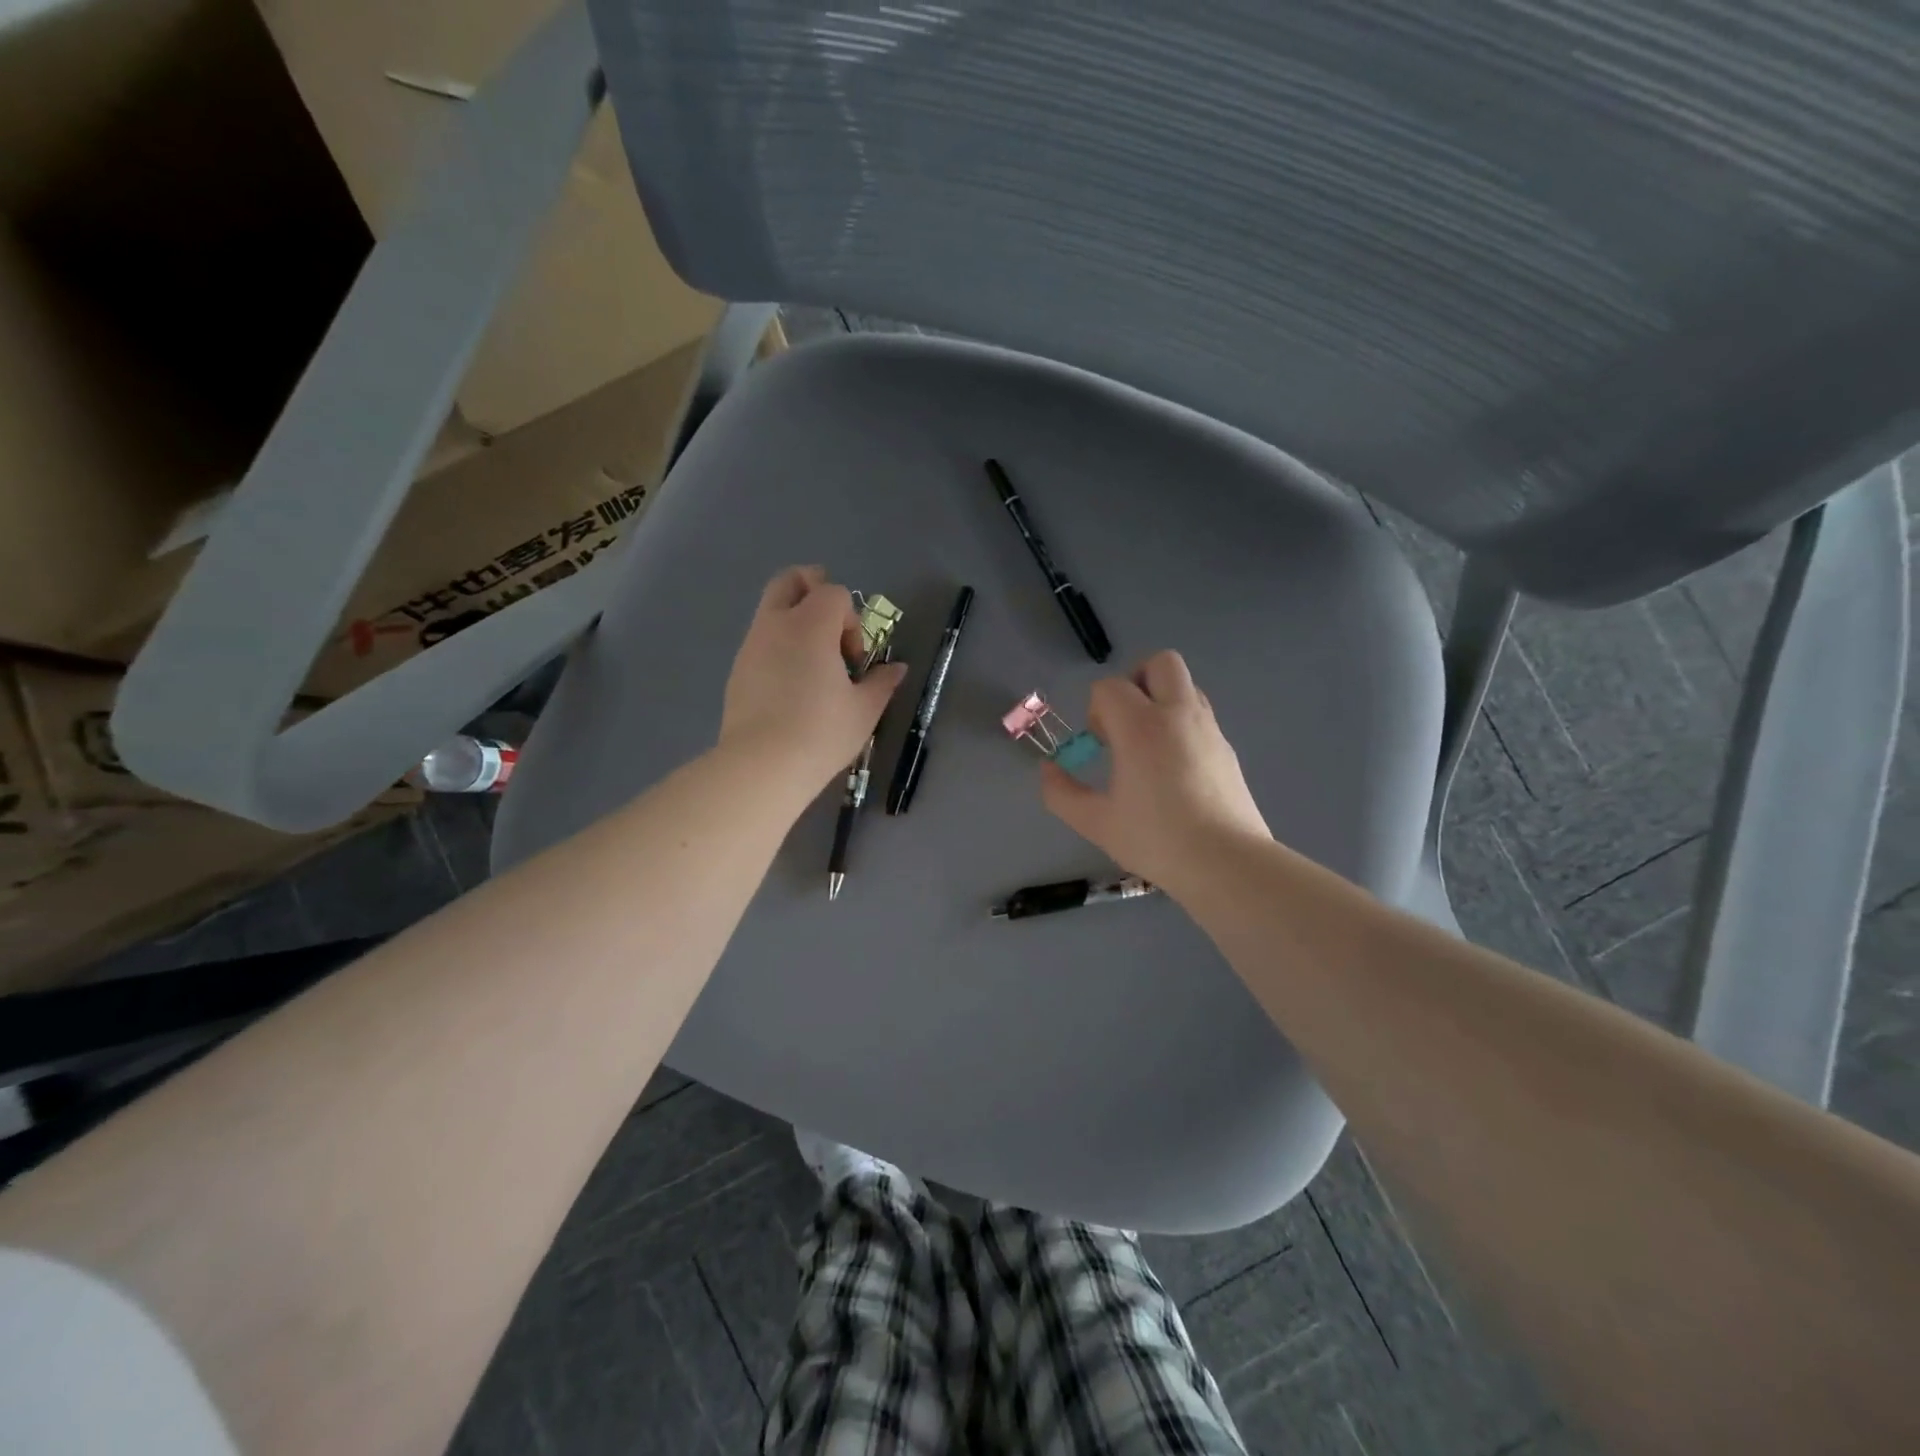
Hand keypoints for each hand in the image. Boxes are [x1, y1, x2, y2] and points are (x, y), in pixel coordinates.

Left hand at [719, 566, 907, 799]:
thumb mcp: (864, 710)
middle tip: (831, 624)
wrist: (762, 765)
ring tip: (814, 665)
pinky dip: (780, 646)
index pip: (834, 593)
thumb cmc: (821, 732)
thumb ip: (882, 682)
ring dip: (796, 622)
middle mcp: (776, 624)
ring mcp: (751, 645)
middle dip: (813, 590)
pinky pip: (761, 640)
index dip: (852, 621)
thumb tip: (897, 669)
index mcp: (810, 625)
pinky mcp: (738, 669)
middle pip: (790, 580)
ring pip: (771, 609)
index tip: (854, 661)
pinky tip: (792, 686)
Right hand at [1040, 650, 1270, 895]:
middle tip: (1125, 723)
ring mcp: (1208, 728)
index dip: (1096, 710)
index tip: (1100, 746)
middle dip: (1135, 681)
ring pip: (1185, 685)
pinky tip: (1174, 768)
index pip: (1110, 686)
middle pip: (1159, 663)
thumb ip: (1061, 793)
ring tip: (1148, 746)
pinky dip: (1181, 724)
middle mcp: (1178, 714)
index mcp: (1141, 726)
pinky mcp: (1226, 747)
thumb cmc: (1156, 839)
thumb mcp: (1096, 822)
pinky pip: (1200, 715)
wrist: (1226, 862)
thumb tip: (1048, 769)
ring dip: (1161, 700)